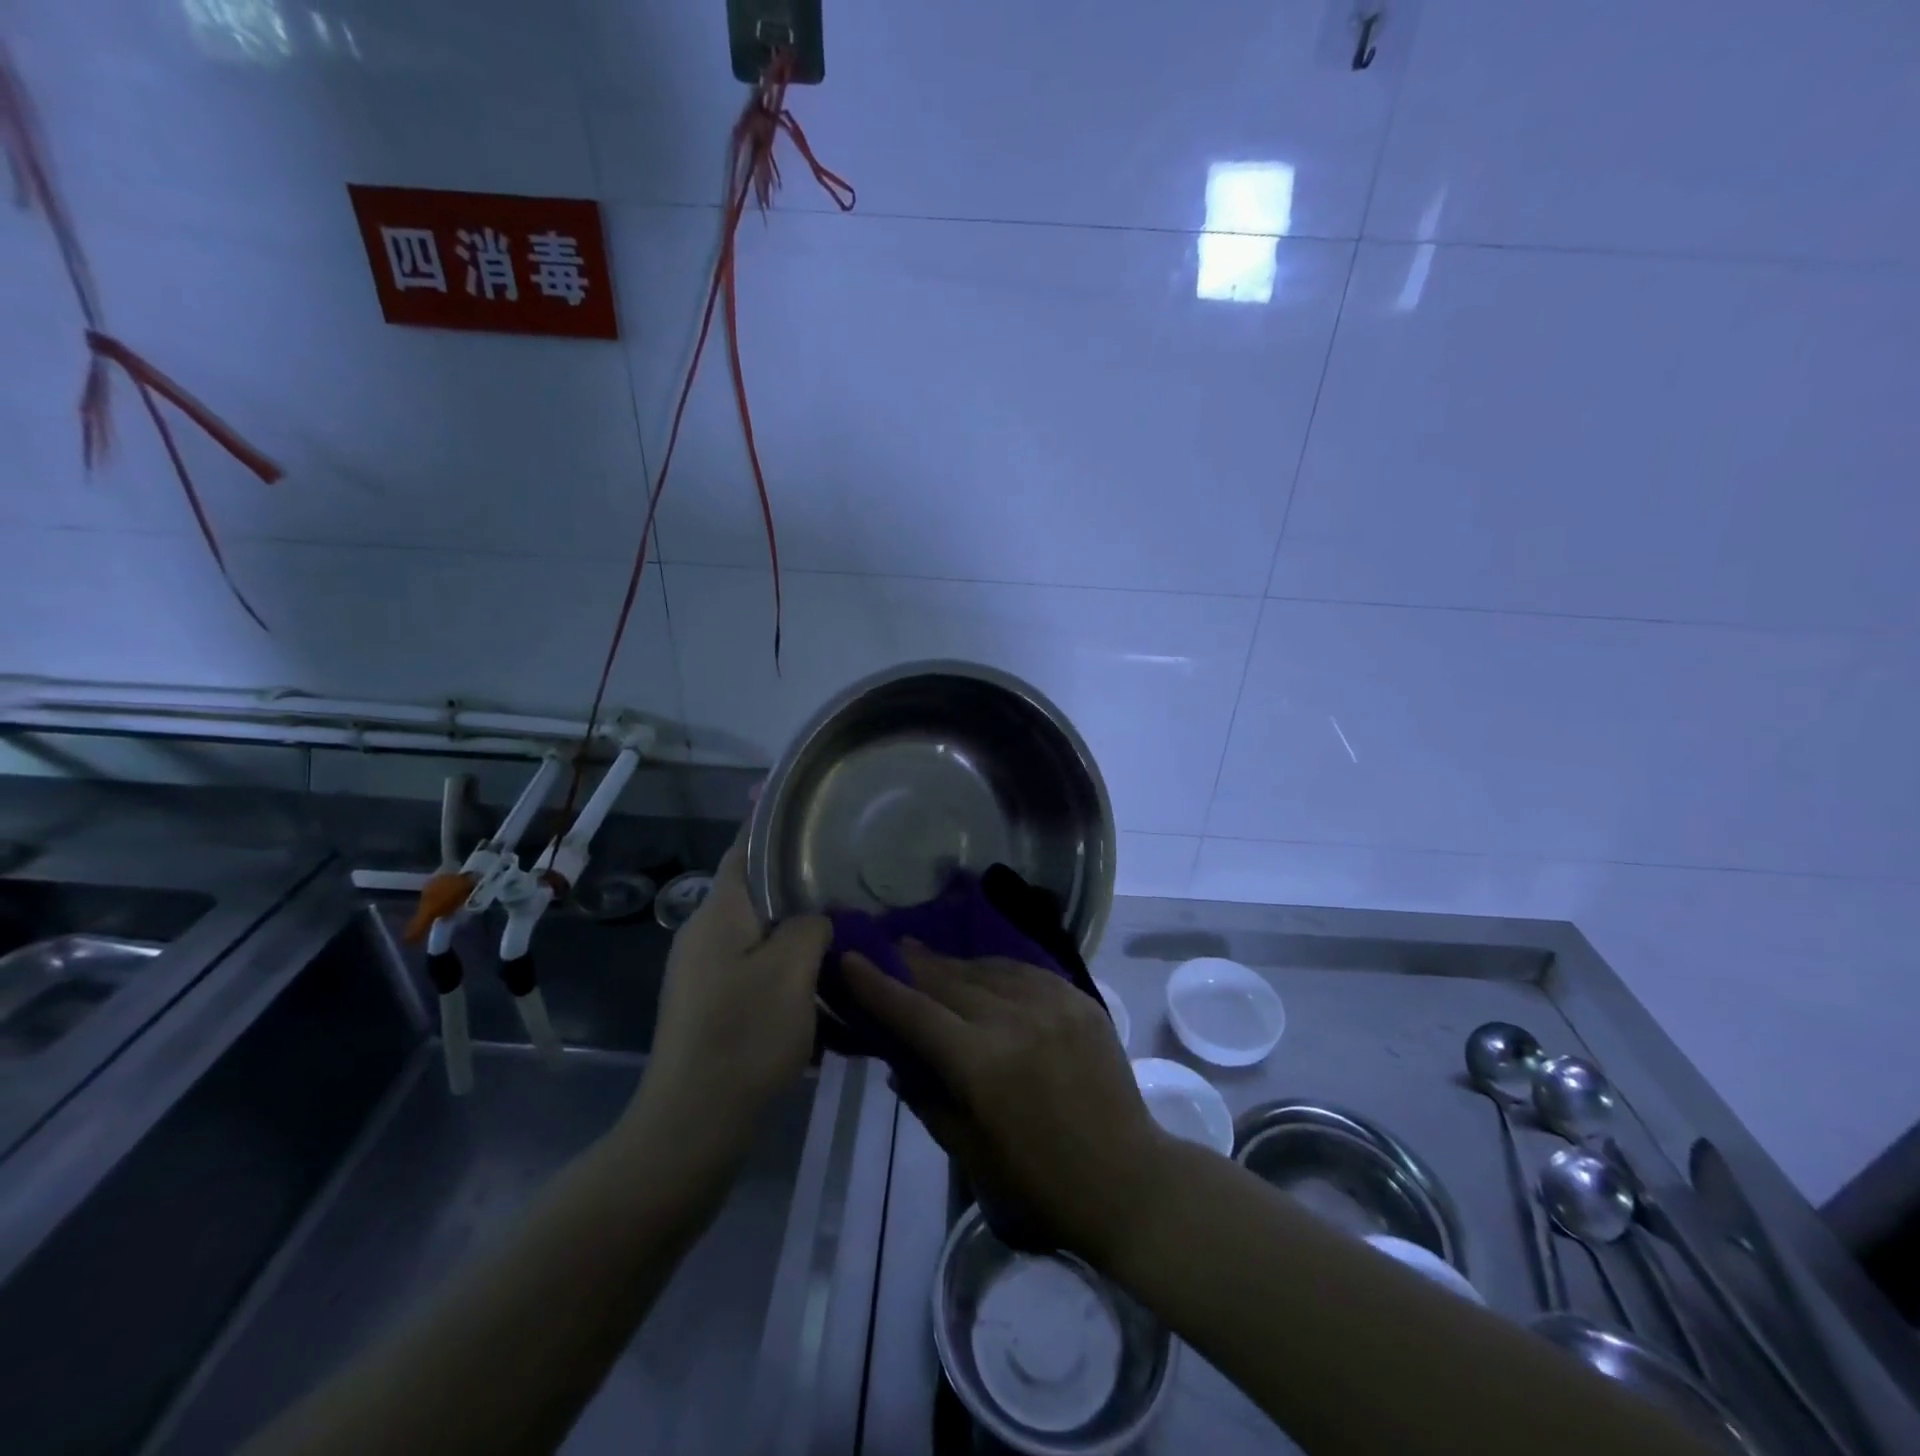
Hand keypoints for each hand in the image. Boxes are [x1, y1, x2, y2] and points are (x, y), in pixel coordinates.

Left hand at [632, 833, 830, 1142]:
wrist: (692, 1126)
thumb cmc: (743, 1036)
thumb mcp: (792, 971)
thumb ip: (811, 927)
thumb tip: (818, 919)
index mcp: (718, 914)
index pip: (744, 849)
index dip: (769, 821)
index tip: (805, 806)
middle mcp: (704, 935)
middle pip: (756, 892)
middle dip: (799, 883)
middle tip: (847, 877)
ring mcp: (704, 973)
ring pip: (760, 935)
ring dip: (799, 933)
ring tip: (846, 932)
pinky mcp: (712, 1007)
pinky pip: (757, 971)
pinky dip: (789, 970)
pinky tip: (824, 987)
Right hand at [844, 943, 1167, 1263]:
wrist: (1127, 1179)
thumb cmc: (1040, 1182)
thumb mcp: (970, 1153)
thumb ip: (928, 1099)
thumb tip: (900, 1061)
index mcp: (979, 1062)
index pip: (914, 1011)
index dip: (877, 984)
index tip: (850, 958)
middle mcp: (1011, 1018)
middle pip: (947, 980)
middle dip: (913, 964)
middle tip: (890, 948)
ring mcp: (1050, 1002)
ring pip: (986, 969)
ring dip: (954, 964)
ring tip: (931, 958)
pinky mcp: (1078, 999)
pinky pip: (1026, 971)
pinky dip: (997, 969)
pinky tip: (985, 971)